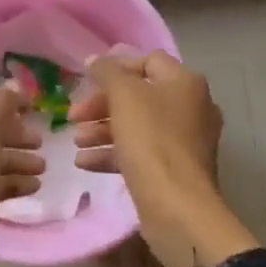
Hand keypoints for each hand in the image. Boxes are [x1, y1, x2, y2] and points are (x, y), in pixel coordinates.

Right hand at [72, 51, 251, 266]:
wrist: (177, 206)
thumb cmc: (151, 141)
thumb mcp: (124, 97)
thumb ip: (107, 73)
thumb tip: (94, 59)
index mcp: (185, 83)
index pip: (148, 61)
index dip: (116, 67)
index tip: (87, 80)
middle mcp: (191, 107)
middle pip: (139, 95)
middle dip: (102, 105)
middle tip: (74, 116)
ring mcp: (185, 141)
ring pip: (137, 126)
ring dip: (102, 130)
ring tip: (77, 142)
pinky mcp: (175, 169)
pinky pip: (141, 152)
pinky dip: (113, 153)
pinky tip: (85, 163)